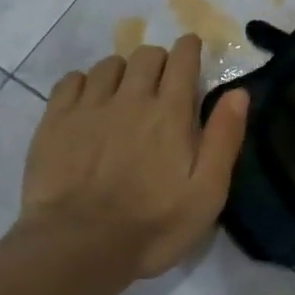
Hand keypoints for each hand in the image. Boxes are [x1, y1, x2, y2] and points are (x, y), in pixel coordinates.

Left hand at [20, 35, 249, 279]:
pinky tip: (87, 101)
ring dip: (123, 71)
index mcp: (170, 113)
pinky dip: (84, 82)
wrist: (79, 245)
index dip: (189, 49)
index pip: (182, 60)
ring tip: (124, 93)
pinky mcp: (55, 120)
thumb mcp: (206, 193)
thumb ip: (223, 139)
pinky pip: (71, 80)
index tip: (191, 50)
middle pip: (146, 55)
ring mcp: (89, 106)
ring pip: (109, 65)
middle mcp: (130, 98)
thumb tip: (238, 92)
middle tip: (161, 83)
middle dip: (158, 60)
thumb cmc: (152, 227)